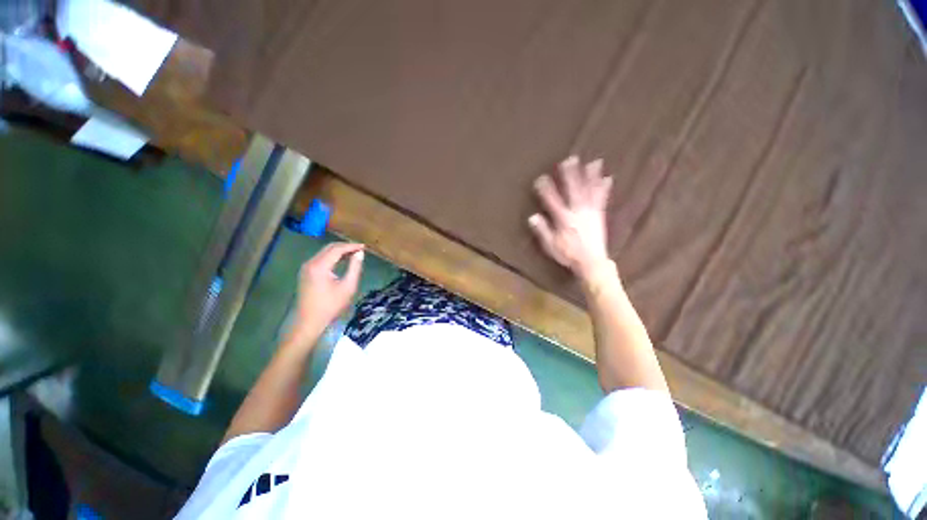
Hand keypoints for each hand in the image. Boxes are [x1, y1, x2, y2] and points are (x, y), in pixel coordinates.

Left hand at [287, 242, 364, 347]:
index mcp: (320, 266)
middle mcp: (310, 263)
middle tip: (360, 249)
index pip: (337, 249)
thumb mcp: (348, 287)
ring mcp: (306, 268)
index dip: (351, 246)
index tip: (364, 247)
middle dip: (345, 246)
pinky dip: (332, 257)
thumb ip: (355, 268)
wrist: (310, 321)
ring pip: (324, 252)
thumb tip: (360, 253)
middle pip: (329, 248)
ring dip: (339, 251)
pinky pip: (320, 259)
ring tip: (354, 254)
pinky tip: (342, 261)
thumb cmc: (331, 306)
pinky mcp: (306, 273)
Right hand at [529, 156, 613, 283]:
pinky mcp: (599, 215)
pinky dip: (604, 188)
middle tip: (570, 159)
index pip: (552, 201)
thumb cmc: (568, 254)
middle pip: (573, 190)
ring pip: (589, 191)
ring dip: (590, 176)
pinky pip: (602, 199)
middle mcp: (577, 212)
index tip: (541, 178)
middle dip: (571, 174)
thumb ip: (542, 230)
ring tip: (593, 162)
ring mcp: (590, 212)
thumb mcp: (550, 245)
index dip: (546, 189)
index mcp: (563, 219)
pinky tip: (608, 178)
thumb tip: (533, 216)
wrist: (591, 262)